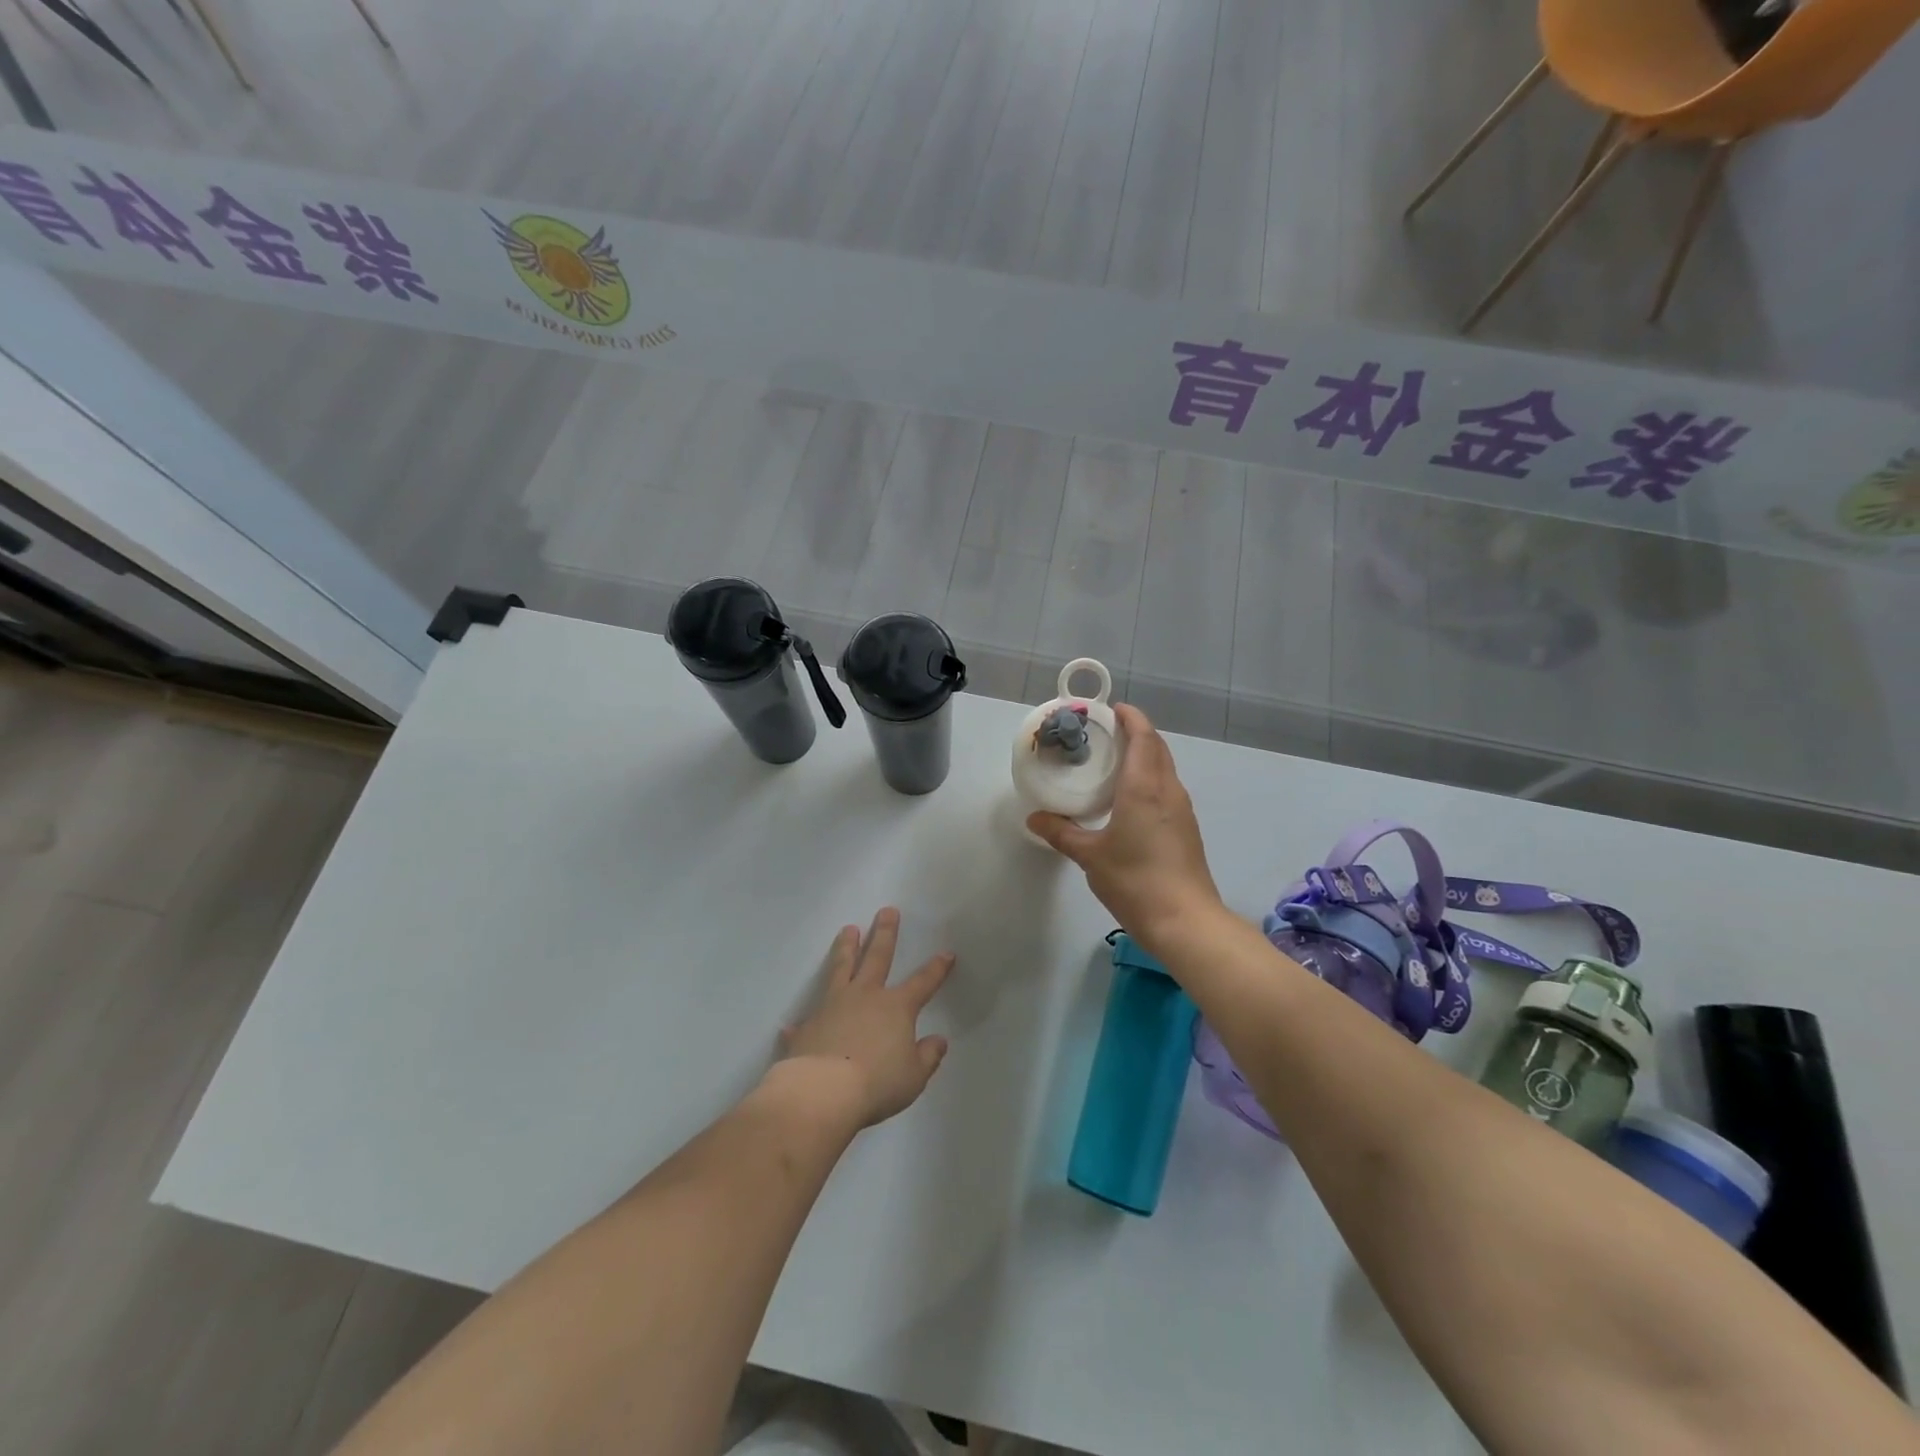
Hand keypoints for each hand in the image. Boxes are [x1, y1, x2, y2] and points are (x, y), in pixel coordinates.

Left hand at [776, 909, 953, 1129]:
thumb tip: (938, 1041)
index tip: (946, 953)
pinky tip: (792, 1023)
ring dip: (846, 948)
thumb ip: (927, 1057)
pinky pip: (807, 1019)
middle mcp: (865, 997)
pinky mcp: (807, 1026)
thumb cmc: (876, 1083)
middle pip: (877, 957)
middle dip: (885, 933)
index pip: (922, 982)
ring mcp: (832, 1006)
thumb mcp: (914, 1077)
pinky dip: (803, 1021)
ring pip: (841, 968)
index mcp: (896, 1007)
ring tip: (848, 929)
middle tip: (887, 911)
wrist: (822, 1093)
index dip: (936, 969)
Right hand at [1027, 704, 1222, 945]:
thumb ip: (1061, 833)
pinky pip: (1167, 788)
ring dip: (1145, 754)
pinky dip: (1150, 777)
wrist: (1185, 921)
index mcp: (1143, 787)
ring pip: (1165, 767)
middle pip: (1157, 747)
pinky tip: (1130, 797)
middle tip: (1106, 732)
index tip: (1111, 708)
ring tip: (1114, 760)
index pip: (1143, 736)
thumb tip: (1034, 818)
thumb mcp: (1089, 856)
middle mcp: (1167, 790)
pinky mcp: (1186, 828)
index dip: (1130, 717)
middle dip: (1136, 731)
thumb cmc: (1135, 881)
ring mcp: (1181, 809)